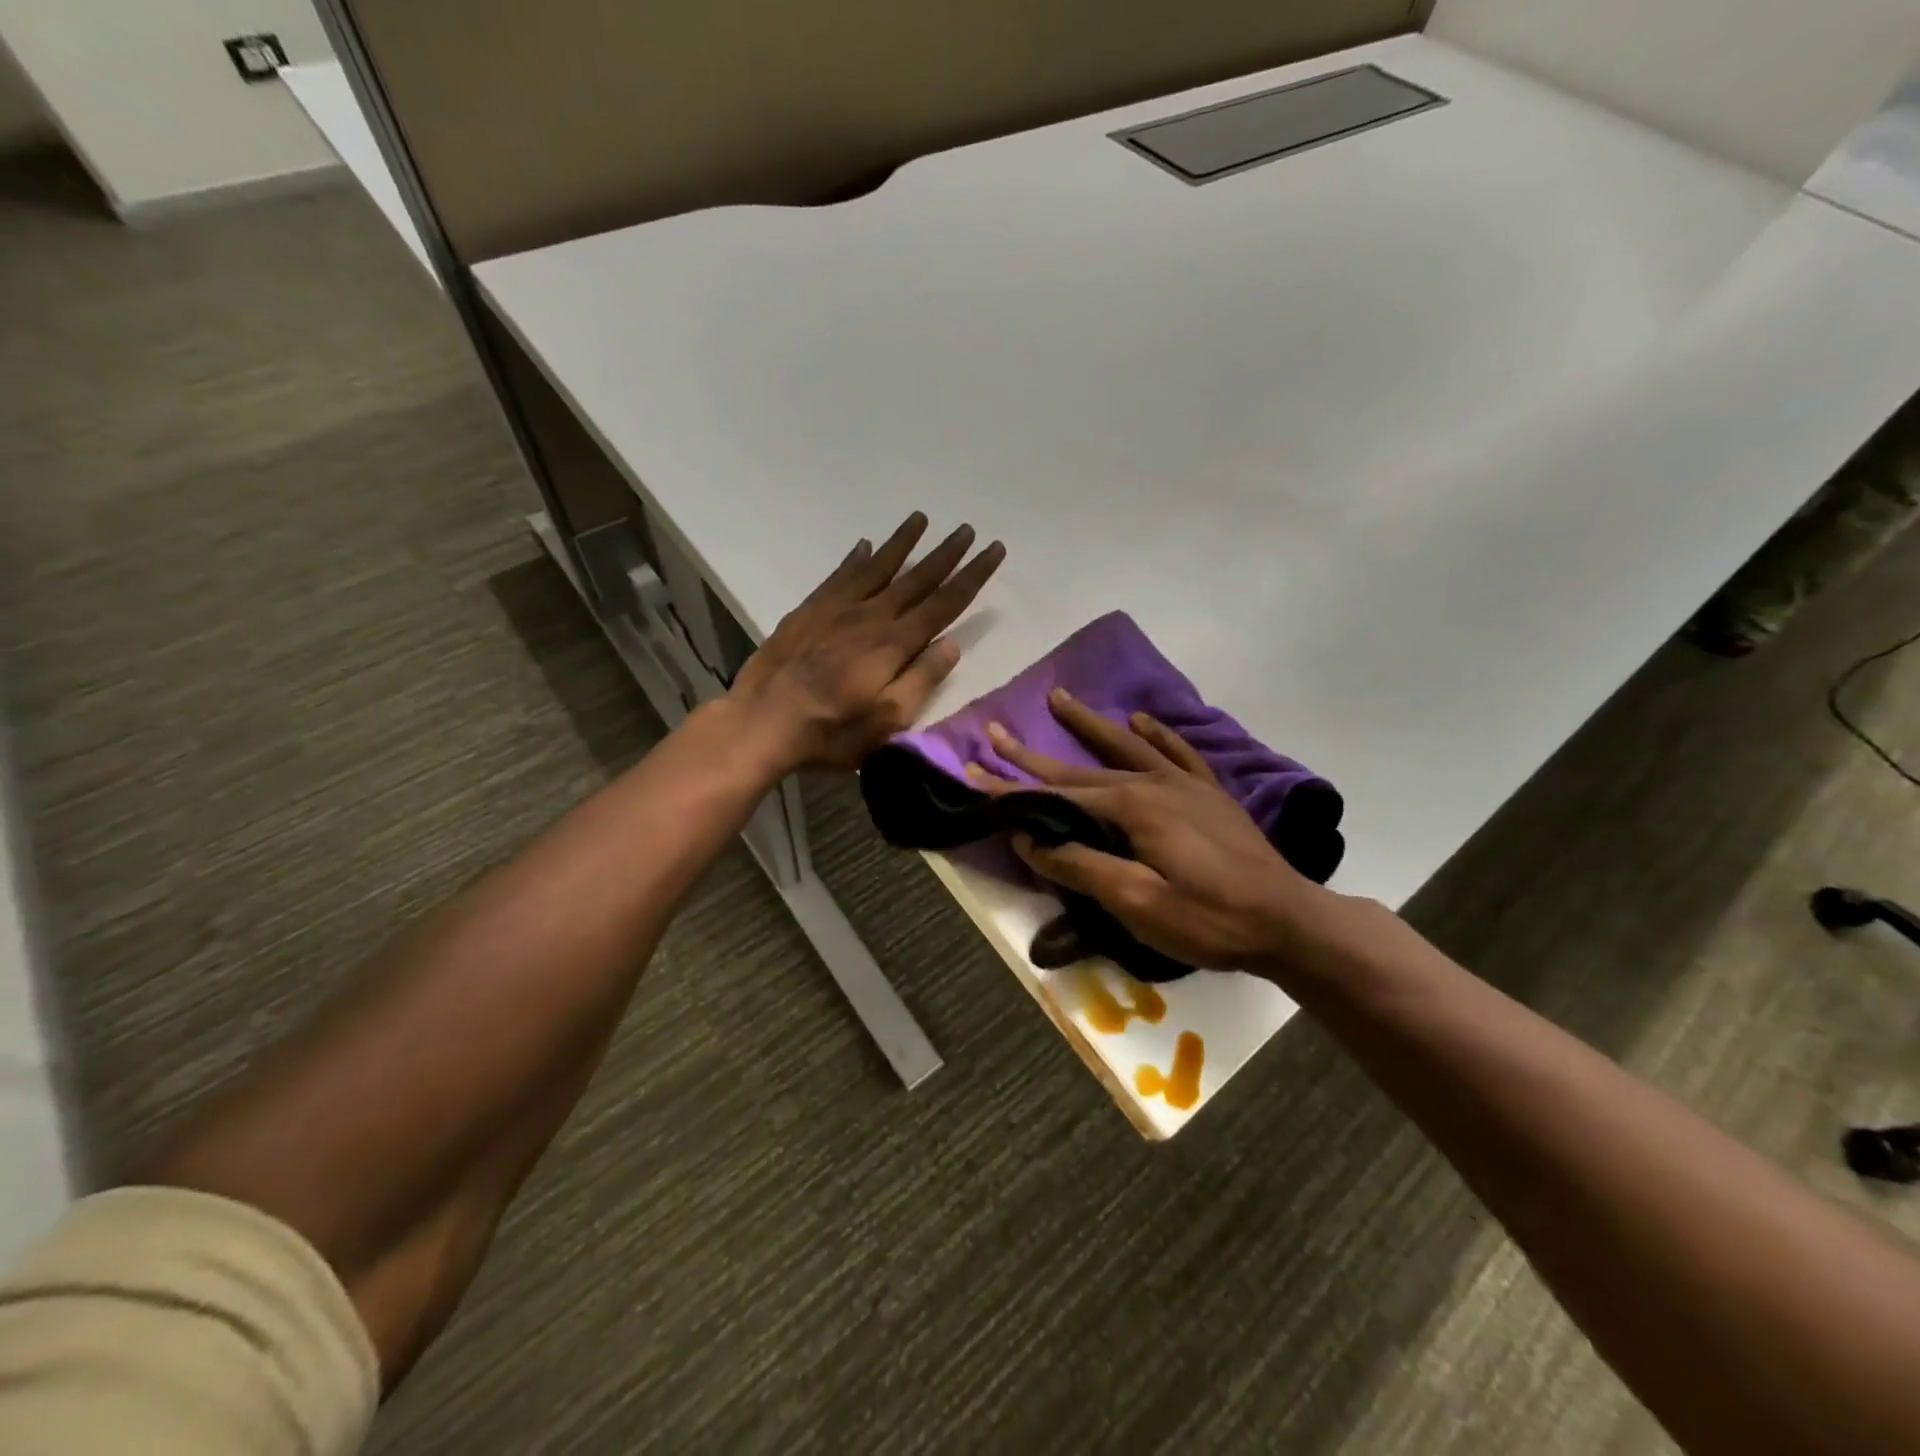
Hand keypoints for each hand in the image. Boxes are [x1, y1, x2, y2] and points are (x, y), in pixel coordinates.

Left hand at [728, 513, 1004, 772]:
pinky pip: (838, 576)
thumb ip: (921, 680)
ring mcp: (836, 609)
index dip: (972, 576)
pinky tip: (864, 546)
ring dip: (902, 543)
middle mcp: (870, 616)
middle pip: (917, 578)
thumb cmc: (831, 731)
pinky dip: (854, 558)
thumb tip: (950, 644)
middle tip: (967, 529)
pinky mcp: (808, 611)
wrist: (762, 721)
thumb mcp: (888, 720)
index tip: (993, 550)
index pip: (944, 603)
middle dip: (946, 554)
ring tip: (921, 519)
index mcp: (895, 643)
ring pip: (878, 567)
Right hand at [968, 690, 1329, 971]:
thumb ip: (1080, 866)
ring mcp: (1184, 783)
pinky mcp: (1209, 793)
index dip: (1012, 786)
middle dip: (1034, 753)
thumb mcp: (1137, 904)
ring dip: (1089, 724)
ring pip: (1125, 745)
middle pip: (1081, 765)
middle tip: (996, 730)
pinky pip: (1178, 751)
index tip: (974, 769)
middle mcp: (1153, 783)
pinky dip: (1157, 733)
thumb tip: (1028, 838)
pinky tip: (1143, 719)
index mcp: (1131, 808)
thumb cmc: (1209, 919)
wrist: (1288, 920)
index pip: (1056, 795)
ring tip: (1060, 697)